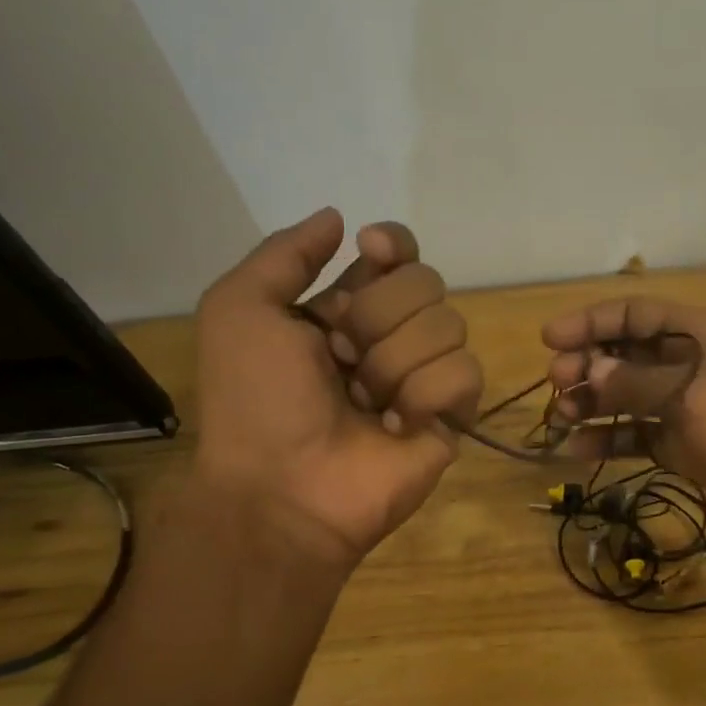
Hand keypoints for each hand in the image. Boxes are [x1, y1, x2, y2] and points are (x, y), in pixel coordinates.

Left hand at [191, 208, 481, 565]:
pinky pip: (465, 375)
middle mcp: (390, 335)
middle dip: (378, 317)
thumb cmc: (256, 401)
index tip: (371, 254)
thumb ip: (286, 254)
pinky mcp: (451, 415)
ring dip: (394, 363)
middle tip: (340, 359)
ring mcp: (424, 376)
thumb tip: (339, 218)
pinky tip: (393, 426)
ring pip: (450, 326)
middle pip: (427, 283)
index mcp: (345, 307)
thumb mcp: (240, 310)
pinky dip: (424, 396)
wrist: (283, 487)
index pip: (399, 254)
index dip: (395, 245)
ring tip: (363, 402)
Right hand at [542, 298, 705, 524]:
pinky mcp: (683, 444)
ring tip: (561, 416)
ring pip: (627, 396)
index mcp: (697, 334)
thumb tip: (590, 370)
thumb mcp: (690, 394)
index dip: (590, 322)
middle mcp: (688, 363)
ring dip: (593, 402)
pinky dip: (610, 439)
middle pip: (626, 354)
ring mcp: (684, 406)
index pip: (634, 314)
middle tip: (556, 383)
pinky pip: (637, 435)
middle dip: (588, 364)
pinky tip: (578, 449)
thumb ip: (634, 381)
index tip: (548, 340)